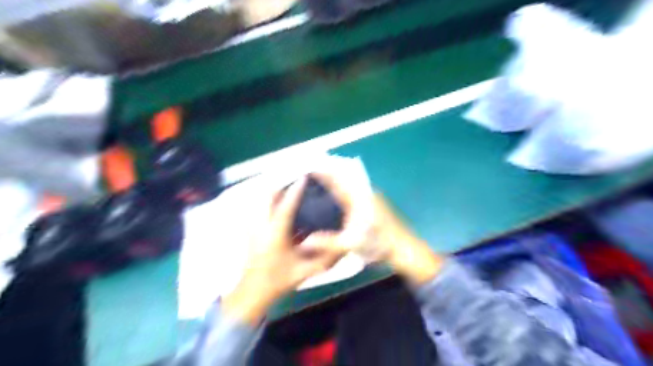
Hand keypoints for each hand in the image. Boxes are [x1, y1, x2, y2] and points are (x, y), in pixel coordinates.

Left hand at [223, 178, 346, 323]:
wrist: (252, 292)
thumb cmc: (279, 280)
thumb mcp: (305, 272)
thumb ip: (325, 260)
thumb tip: (344, 248)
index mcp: (276, 235)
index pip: (286, 207)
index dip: (295, 191)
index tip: (303, 177)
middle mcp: (261, 226)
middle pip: (267, 196)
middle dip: (280, 183)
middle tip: (294, 178)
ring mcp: (253, 227)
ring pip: (260, 200)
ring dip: (274, 191)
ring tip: (287, 187)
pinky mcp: (250, 230)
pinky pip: (258, 207)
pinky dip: (268, 200)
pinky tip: (278, 204)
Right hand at [297, 170, 446, 287]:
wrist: (405, 248)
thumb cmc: (379, 245)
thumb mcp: (351, 245)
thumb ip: (328, 243)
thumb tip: (304, 243)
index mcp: (358, 199)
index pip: (338, 180)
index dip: (324, 172)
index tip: (311, 167)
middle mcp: (365, 193)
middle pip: (345, 175)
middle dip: (330, 171)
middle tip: (313, 171)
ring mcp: (372, 197)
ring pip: (351, 181)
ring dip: (338, 177)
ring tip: (322, 179)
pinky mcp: (375, 203)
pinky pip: (356, 188)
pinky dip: (345, 185)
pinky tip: (339, 194)